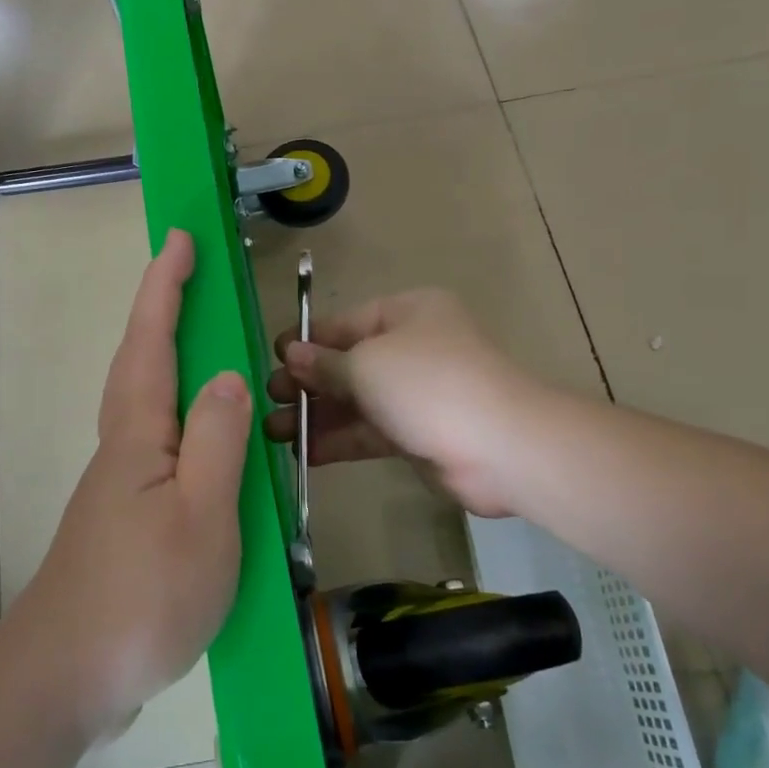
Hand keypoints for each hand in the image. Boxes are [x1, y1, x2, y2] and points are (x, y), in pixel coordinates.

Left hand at [11, 230, 252, 736]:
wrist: (66, 679)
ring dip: (167, 355)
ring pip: (146, 400)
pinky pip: (157, 440)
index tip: (179, 238)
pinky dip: (178, 411)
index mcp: (138, 434)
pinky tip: (200, 434)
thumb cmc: (141, 595)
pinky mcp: (125, 515)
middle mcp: (123, 446)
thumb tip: (228, 374)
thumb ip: (217, 440)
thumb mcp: (201, 516)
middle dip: (162, 309)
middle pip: (140, 360)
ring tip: (204, 340)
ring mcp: (119, 483)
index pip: (152, 340)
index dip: (165, 286)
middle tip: (191, 275)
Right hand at [264, 288, 536, 516]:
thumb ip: (326, 363)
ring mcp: (415, 393)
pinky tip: (304, 453)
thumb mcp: (367, 364)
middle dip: (306, 382)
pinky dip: (339, 440)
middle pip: (347, 363)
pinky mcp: (416, 433)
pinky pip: (369, 431)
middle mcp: (411, 348)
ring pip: (355, 401)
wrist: (500, 447)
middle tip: (268, 399)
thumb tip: (291, 354)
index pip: (345, 323)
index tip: (271, 357)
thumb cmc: (428, 383)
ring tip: (273, 432)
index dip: (307, 340)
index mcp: (406, 314)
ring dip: (316, 415)